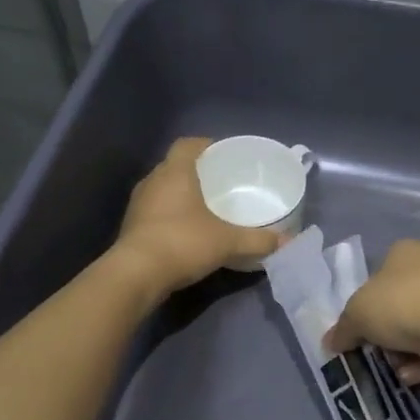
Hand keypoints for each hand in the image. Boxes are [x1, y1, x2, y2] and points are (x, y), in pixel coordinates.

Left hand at [110, 137, 283, 295]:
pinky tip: (188, 230)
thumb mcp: (227, 242)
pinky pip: (156, 211)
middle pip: (175, 166)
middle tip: (221, 182)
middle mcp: (153, 181)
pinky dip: (171, 215)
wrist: (136, 275)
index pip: (188, 144)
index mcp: (175, 172)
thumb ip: (258, 240)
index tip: (223, 155)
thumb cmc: (183, 243)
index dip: (206, 145)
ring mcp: (138, 204)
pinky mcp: (131, 227)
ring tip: (206, 207)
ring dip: (181, 195)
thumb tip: (287, 242)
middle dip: (197, 172)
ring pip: (164, 189)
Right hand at [323, 238, 419, 382]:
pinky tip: (412, 374)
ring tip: (394, 366)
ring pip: (417, 328)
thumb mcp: (356, 315)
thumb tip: (331, 342)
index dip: (364, 302)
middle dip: (384, 332)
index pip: (378, 273)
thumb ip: (342, 329)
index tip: (358, 326)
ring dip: (402, 351)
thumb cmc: (400, 305)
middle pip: (397, 304)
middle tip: (372, 349)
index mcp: (405, 251)